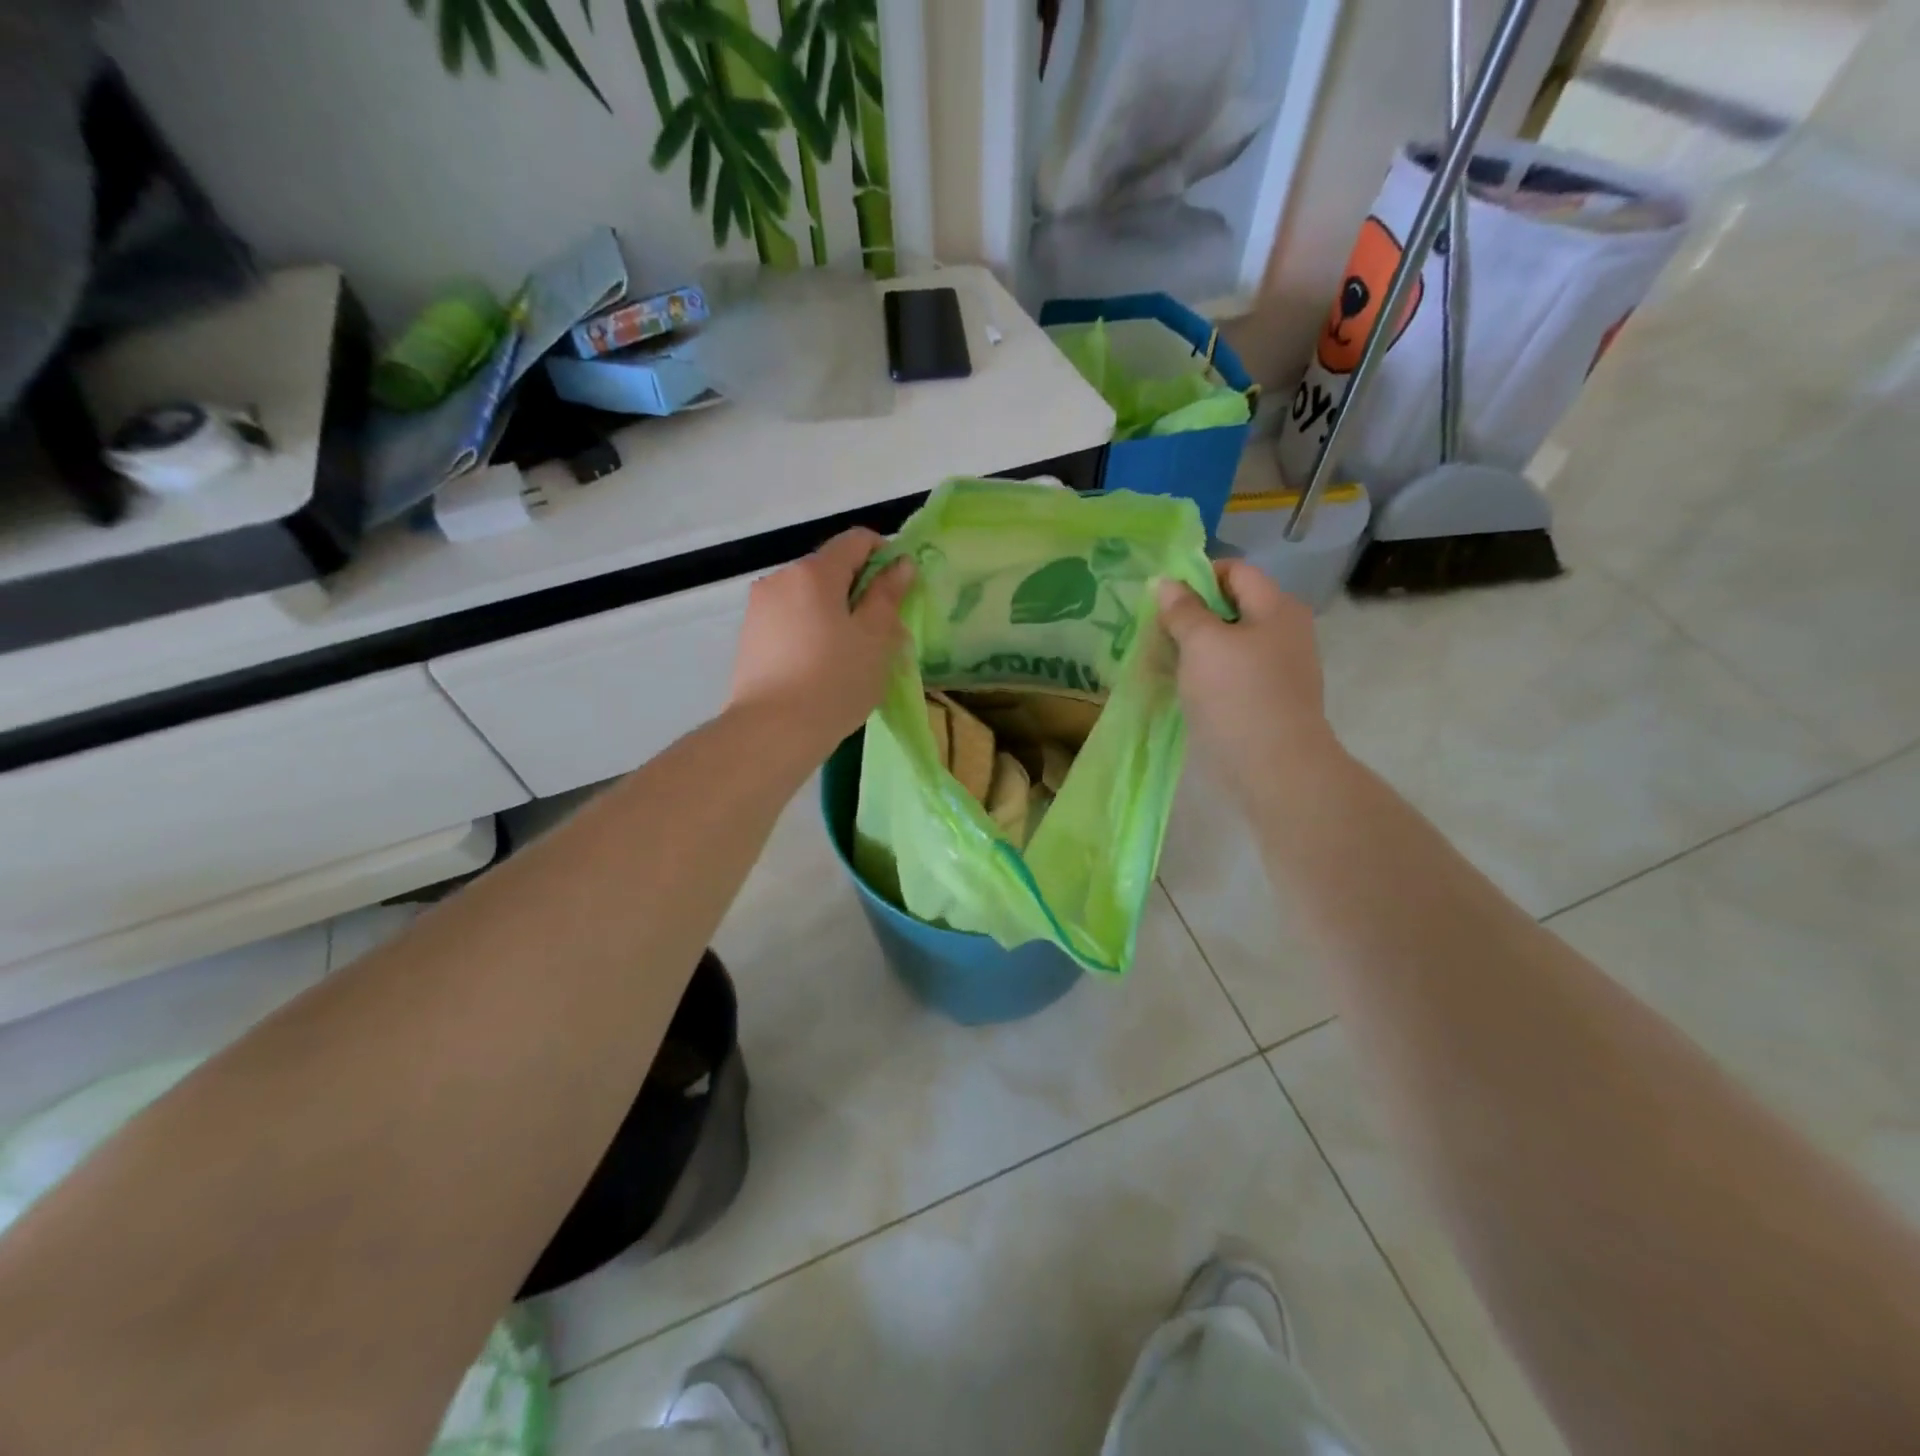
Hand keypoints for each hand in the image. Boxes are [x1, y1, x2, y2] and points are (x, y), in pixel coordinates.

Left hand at [728, 527, 912, 759]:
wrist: (772, 732)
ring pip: (809, 597)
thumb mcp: (875, 638)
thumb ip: (888, 595)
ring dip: (834, 613)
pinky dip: (811, 631)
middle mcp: (781, 578)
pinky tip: (820, 668)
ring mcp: (759, 608)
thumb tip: (900, 564)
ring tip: (849, 656)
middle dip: (859, 591)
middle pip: (830, 570)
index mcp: (814, 572)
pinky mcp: (749, 637)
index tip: (900, 589)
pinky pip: (790, 621)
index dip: (885, 555)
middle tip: (881, 633)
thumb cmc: (834, 681)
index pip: (856, 540)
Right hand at [1156, 560, 1340, 803]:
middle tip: (1156, 631)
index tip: (1162, 599)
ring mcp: (1279, 668)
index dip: (1197, 576)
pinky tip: (1181, 687)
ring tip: (1161, 660)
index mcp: (1277, 607)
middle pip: (1232, 607)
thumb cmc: (1238, 695)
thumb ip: (1183, 610)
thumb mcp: (1202, 644)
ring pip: (1229, 643)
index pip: (1235, 571)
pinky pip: (1232, 673)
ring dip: (1195, 647)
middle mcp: (1284, 631)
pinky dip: (1206, 673)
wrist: (1275, 767)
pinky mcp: (1268, 699)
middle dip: (1191, 615)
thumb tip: (1165, 581)